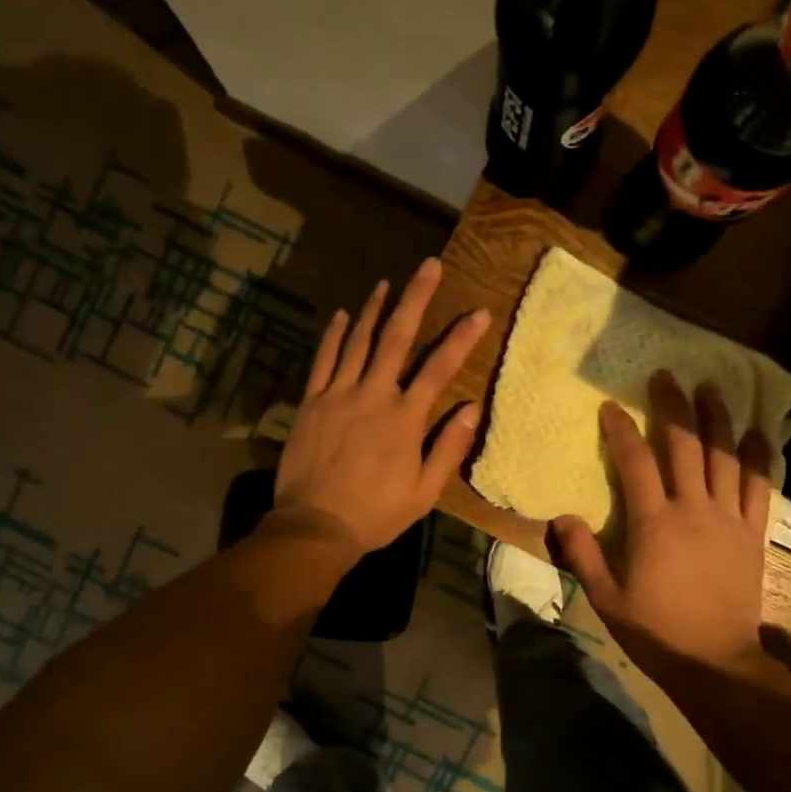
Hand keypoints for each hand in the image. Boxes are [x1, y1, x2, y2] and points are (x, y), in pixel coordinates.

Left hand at [270, 259, 489, 561]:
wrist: (315, 525)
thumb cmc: (375, 513)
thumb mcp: (423, 492)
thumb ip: (447, 448)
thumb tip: (472, 409)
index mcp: (405, 418)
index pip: (440, 368)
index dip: (461, 338)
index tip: (479, 312)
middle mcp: (373, 395)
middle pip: (398, 338)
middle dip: (416, 298)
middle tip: (428, 266)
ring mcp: (338, 394)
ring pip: (358, 340)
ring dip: (374, 309)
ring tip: (387, 283)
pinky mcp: (311, 402)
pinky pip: (323, 360)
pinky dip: (333, 335)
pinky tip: (340, 315)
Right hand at [552, 371, 786, 691]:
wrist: (714, 661)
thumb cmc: (655, 631)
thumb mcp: (606, 598)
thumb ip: (583, 554)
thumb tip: (560, 516)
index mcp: (653, 523)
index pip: (636, 462)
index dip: (621, 430)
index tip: (610, 407)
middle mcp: (693, 509)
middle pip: (684, 446)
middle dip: (673, 406)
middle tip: (666, 375)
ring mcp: (728, 519)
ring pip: (725, 457)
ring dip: (717, 419)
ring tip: (711, 388)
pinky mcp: (752, 533)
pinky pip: (760, 487)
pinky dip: (759, 458)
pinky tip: (757, 433)